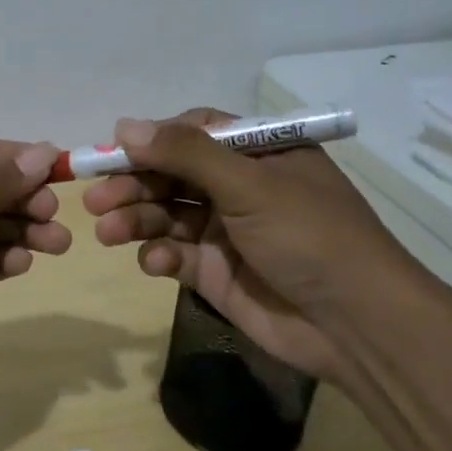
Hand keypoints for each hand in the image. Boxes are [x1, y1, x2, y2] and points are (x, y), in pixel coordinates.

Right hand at [82, 109, 419, 382]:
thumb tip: (123, 125)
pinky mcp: (216, 271)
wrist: (355, 325)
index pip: (193, 133)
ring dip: (135, 220)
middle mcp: (240, 187)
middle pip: (172, 175)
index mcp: (258, 154)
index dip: (152, 140)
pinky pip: (175, 254)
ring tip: (108, 232)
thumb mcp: (249, 184)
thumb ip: (185, 154)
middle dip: (133, 185)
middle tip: (96, 200)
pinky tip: (156, 264)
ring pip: (166, 215)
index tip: (113, 151)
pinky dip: (159, 256)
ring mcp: (226, 231)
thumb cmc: (308, 237)